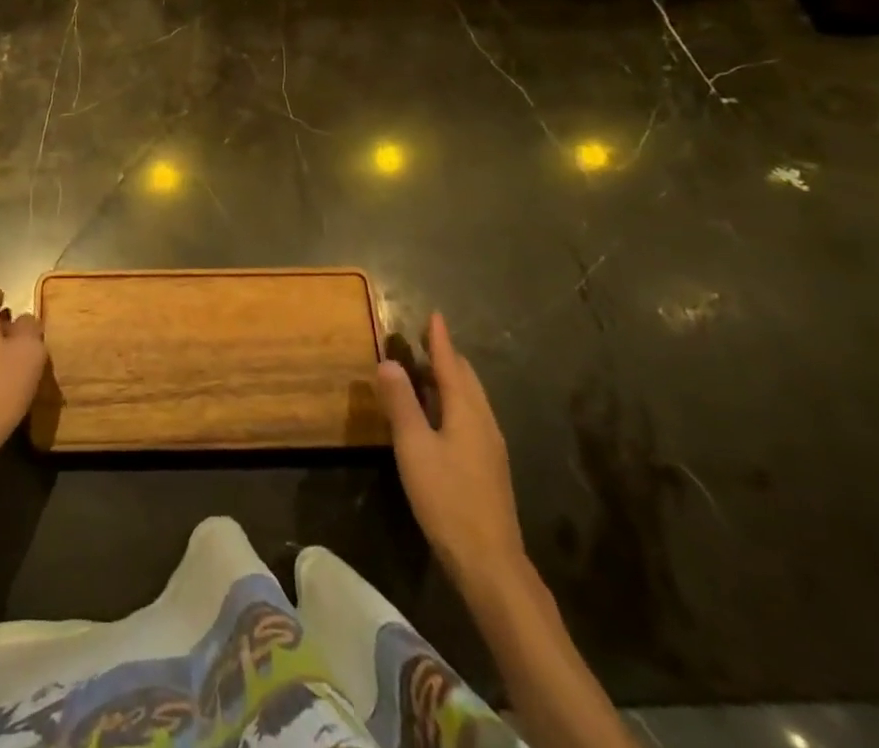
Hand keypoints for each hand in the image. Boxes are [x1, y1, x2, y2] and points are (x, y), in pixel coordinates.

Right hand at [375, 312, 528, 591]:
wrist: (490, 563)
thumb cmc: (447, 499)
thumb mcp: (414, 447)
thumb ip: (401, 403)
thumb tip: (388, 361)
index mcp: (467, 412)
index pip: (451, 364)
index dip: (440, 340)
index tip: (434, 315)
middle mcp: (483, 422)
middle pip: (466, 379)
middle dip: (447, 356)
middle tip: (426, 339)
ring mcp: (490, 446)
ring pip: (472, 399)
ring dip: (452, 379)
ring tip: (430, 370)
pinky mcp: (489, 467)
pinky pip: (471, 417)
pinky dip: (455, 400)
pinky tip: (442, 414)